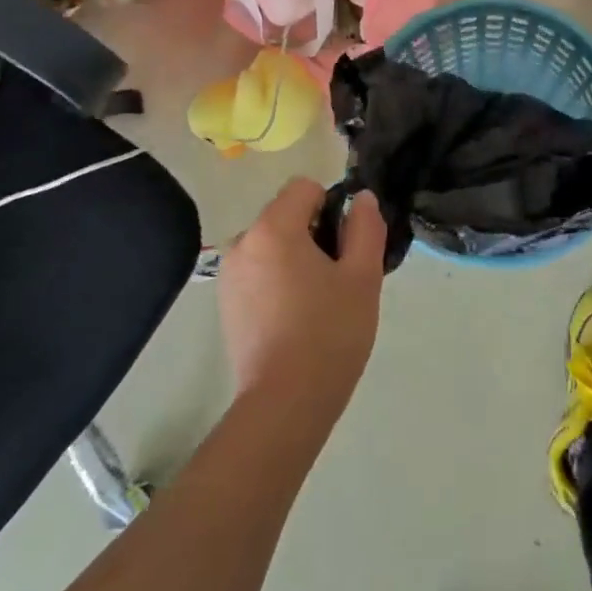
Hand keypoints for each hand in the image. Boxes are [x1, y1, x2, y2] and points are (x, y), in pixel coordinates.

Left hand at [217, 178, 386, 419]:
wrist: (285, 402)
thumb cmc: (330, 333)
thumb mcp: (363, 276)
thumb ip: (366, 227)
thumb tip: (361, 198)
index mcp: (272, 228)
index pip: (304, 187)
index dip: (331, 207)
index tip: (344, 246)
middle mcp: (242, 242)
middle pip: (286, 214)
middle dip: (314, 234)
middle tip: (336, 279)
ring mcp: (229, 274)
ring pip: (273, 244)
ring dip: (296, 258)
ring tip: (317, 302)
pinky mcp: (225, 302)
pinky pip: (259, 270)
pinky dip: (278, 280)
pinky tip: (294, 318)